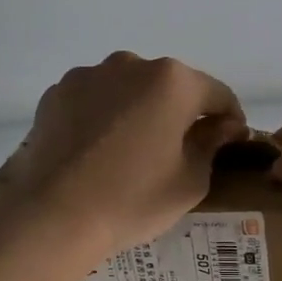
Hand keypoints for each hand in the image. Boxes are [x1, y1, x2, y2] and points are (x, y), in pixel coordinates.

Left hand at [0, 53, 247, 263]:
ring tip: (132, 151)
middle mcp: (131, 65)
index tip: (230, 142)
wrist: (52, 215)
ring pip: (129, 90)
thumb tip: (221, 127)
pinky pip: (94, 100)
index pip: (218, 94)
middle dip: (180, 112)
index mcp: (173, 82)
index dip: (230, 119)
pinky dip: (104, 117)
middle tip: (179, 151)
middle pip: (171, 86)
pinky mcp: (56, 94)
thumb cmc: (132, 199)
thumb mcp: (190, 181)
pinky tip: (98, 151)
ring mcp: (89, 76)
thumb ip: (211, 144)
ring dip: (139, 111)